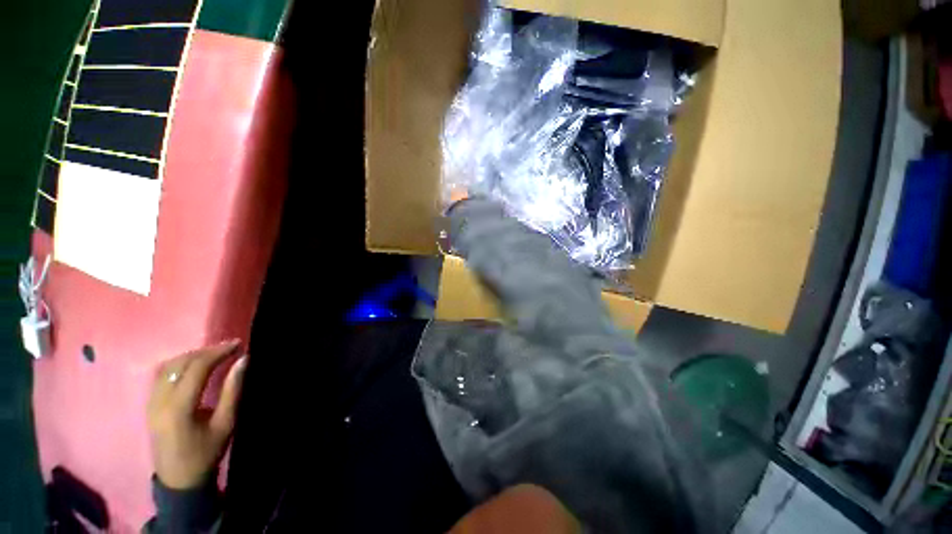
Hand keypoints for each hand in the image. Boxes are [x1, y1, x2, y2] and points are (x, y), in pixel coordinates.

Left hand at [148, 340, 246, 489]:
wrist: (178, 480)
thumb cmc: (206, 452)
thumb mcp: (225, 423)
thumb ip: (233, 390)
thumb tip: (244, 361)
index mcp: (179, 407)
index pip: (197, 368)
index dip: (218, 352)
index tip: (237, 344)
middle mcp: (160, 400)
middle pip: (180, 363)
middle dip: (206, 351)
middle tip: (228, 347)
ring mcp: (150, 402)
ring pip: (168, 367)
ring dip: (192, 355)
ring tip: (213, 354)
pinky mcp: (149, 405)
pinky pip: (161, 375)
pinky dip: (179, 364)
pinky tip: (193, 365)